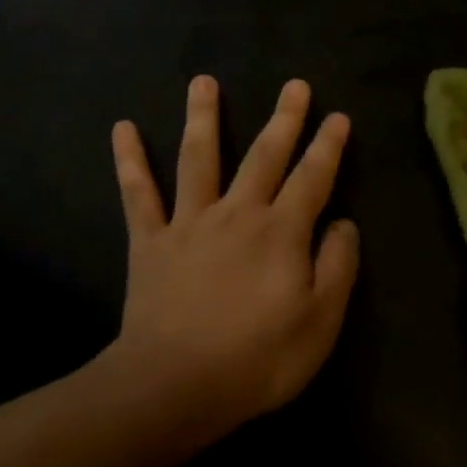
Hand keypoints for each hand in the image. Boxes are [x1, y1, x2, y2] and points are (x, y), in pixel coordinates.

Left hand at [109, 75, 359, 432]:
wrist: (175, 386)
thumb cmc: (258, 359)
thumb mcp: (321, 322)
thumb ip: (337, 267)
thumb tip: (343, 223)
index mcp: (281, 232)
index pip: (313, 178)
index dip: (329, 146)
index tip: (338, 117)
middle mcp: (237, 214)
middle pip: (264, 156)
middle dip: (283, 119)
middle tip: (294, 85)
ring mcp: (190, 223)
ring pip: (199, 158)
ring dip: (203, 117)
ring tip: (203, 80)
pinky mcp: (151, 242)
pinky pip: (138, 195)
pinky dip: (130, 161)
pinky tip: (123, 128)